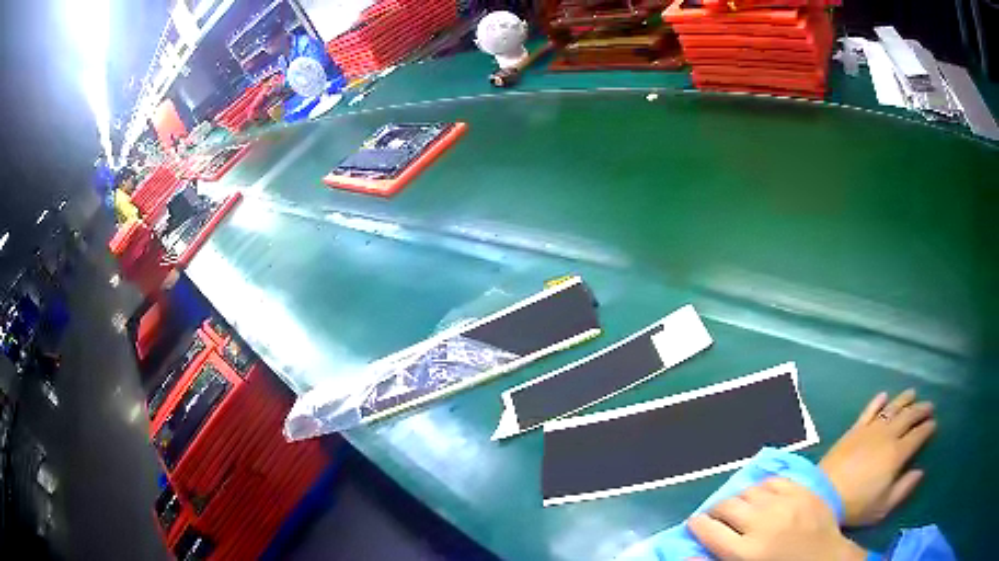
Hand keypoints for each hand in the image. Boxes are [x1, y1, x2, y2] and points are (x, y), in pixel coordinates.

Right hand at [688, 477, 865, 560]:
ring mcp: (785, 504)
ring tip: (740, 508)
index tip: (694, 524)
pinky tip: (762, 497)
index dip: (696, 525)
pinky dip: (762, 488)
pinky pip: (773, 481)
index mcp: (746, 553)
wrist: (826, 560)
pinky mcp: (802, 491)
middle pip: (726, 507)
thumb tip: (687, 553)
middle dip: (714, 510)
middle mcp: (762, 524)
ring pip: (748, 491)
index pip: (708, 530)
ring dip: (738, 498)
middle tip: (714, 517)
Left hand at [819, 389, 936, 526]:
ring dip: (904, 400)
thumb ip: (903, 489)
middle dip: (921, 410)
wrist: (822, 495)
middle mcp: (887, 436)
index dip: (927, 428)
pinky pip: (869, 410)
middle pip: (908, 416)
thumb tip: (919, 472)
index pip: (918, 435)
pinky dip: (878, 401)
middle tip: (929, 406)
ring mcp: (870, 430)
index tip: (934, 424)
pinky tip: (884, 395)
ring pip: (892, 408)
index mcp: (897, 454)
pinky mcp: (854, 430)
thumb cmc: (855, 506)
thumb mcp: (882, 507)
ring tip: (913, 394)